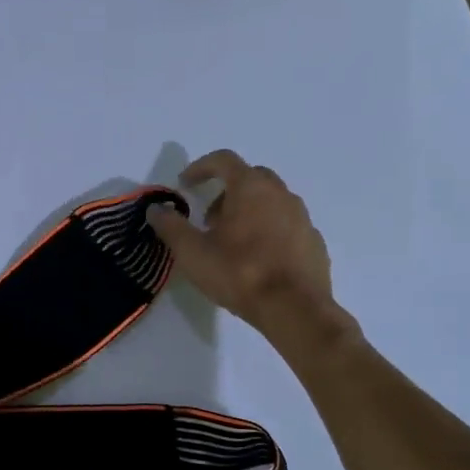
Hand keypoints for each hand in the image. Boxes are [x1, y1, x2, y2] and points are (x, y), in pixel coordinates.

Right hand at [147, 150, 356, 347]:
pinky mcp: (314, 242)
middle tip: (209, 218)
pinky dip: (269, 232)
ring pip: (271, 202)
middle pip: (251, 177)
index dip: (200, 167)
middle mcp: (280, 194)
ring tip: (232, 242)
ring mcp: (302, 218)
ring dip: (249, 212)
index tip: (185, 184)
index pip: (224, 160)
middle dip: (226, 191)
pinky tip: (258, 259)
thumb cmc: (239, 273)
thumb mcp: (192, 252)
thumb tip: (156, 209)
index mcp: (251, 188)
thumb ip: (171, 226)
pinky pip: (287, 226)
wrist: (295, 309)